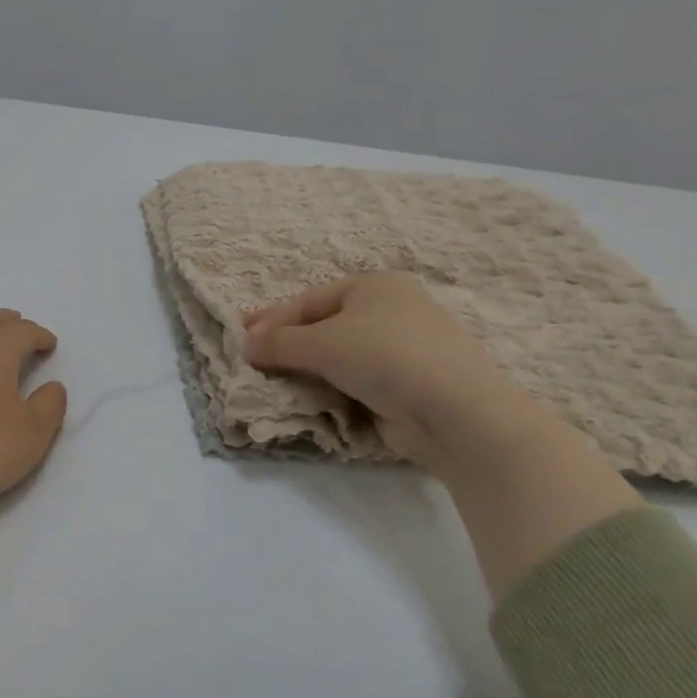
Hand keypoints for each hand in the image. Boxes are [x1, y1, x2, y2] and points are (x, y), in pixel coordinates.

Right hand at [241, 272, 528, 468]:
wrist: (455, 412)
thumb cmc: (385, 357)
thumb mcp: (322, 344)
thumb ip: (279, 343)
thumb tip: (246, 346)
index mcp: (375, 286)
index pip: (309, 300)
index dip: (273, 319)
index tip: (241, 337)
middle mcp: (391, 311)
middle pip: (324, 325)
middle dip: (288, 343)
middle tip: (254, 358)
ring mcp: (403, 348)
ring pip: (340, 355)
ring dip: (308, 368)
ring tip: (276, 380)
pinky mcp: (407, 384)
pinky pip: (356, 380)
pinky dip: (332, 387)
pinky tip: (312, 398)